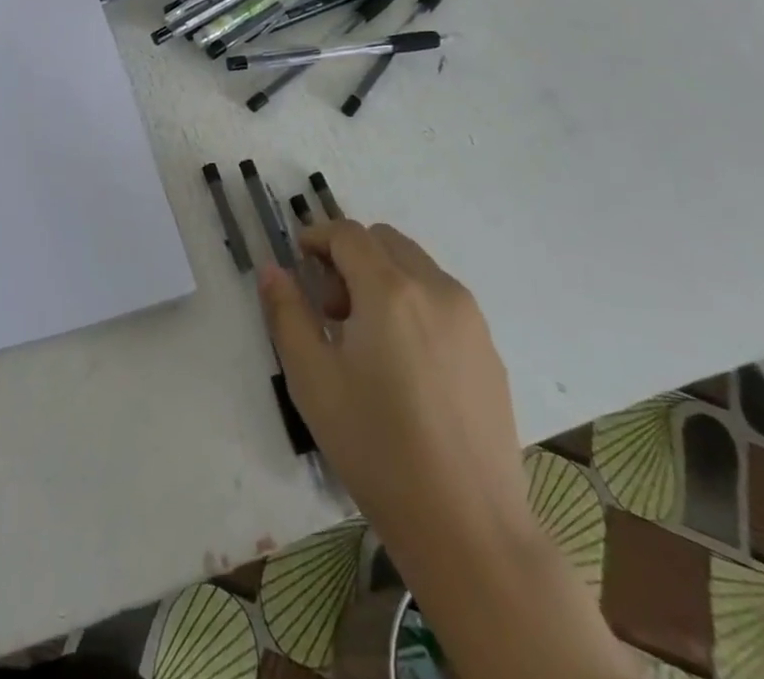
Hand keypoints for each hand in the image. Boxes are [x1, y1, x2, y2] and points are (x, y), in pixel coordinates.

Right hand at [262, 221, 635, 678]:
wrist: (469, 529)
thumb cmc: (377, 448)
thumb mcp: (312, 379)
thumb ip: (286, 313)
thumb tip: (273, 270)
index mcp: (391, 290)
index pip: (348, 234)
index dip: (317, 237)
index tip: (298, 262)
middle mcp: (437, 290)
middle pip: (385, 241)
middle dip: (350, 256)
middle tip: (330, 306)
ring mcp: (471, 320)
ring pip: (417, 267)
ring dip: (383, 277)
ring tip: (365, 337)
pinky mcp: (490, 351)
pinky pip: (443, 300)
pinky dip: (414, 303)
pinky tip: (403, 364)